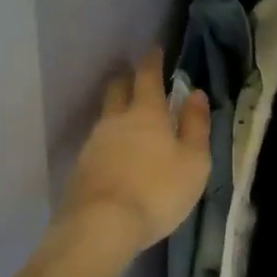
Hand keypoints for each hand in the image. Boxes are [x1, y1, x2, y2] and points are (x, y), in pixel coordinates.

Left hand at [56, 50, 212, 257]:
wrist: (101, 226)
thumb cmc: (157, 191)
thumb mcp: (193, 162)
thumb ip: (196, 125)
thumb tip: (196, 93)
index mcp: (146, 112)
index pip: (147, 75)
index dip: (152, 60)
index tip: (155, 49)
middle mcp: (116, 119)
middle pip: (118, 88)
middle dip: (127, 79)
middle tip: (136, 78)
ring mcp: (94, 142)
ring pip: (105, 116)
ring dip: (116, 112)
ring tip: (128, 122)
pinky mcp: (80, 168)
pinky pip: (97, 143)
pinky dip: (108, 142)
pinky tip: (114, 156)